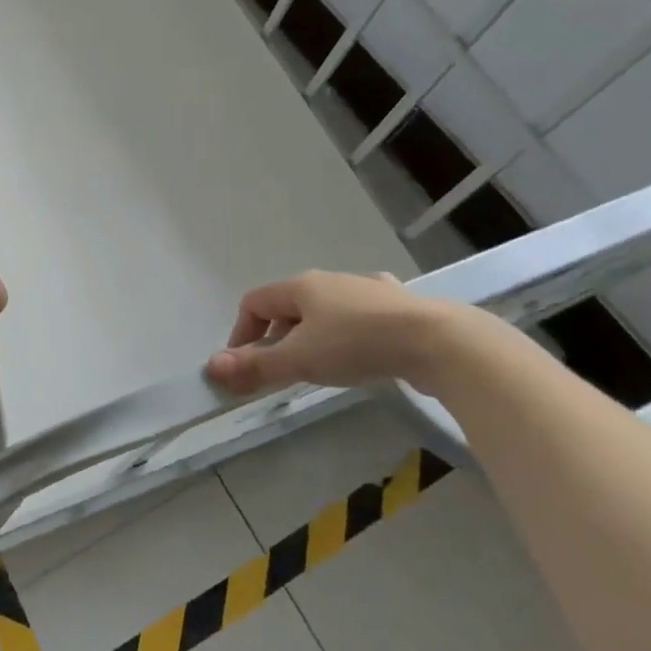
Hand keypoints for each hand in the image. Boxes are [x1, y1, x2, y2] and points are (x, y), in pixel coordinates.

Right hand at [206, 270, 447, 394]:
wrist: (438, 341)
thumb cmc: (357, 344)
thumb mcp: (300, 359)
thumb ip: (256, 365)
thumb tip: (212, 366)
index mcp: (302, 286)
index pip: (255, 301)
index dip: (242, 331)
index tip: (244, 365)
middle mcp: (331, 281)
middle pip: (290, 305)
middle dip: (277, 336)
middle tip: (281, 369)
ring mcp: (368, 291)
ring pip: (327, 310)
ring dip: (314, 334)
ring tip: (321, 364)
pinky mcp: (399, 307)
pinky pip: (361, 317)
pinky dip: (350, 334)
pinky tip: (364, 352)